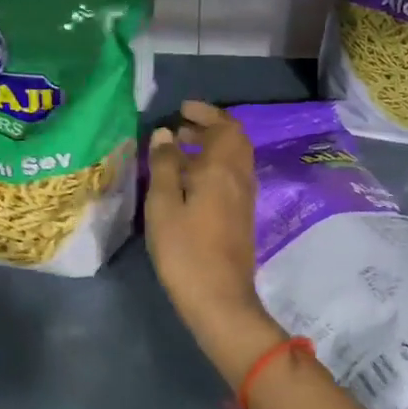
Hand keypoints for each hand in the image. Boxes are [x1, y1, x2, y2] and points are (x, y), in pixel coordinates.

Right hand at [145, 101, 286, 385]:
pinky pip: (231, 178)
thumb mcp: (163, 205)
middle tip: (180, 127)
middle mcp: (239, 178)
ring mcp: (244, 199)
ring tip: (179, 152)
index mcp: (222, 169)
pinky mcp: (241, 218)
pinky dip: (214, 167)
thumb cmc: (185, 250)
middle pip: (234, 140)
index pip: (225, 127)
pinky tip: (190, 182)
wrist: (220, 300)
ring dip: (212, 148)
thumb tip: (166, 134)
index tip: (182, 109)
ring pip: (234, 160)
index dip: (206, 113)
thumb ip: (165, 165)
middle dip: (209, 127)